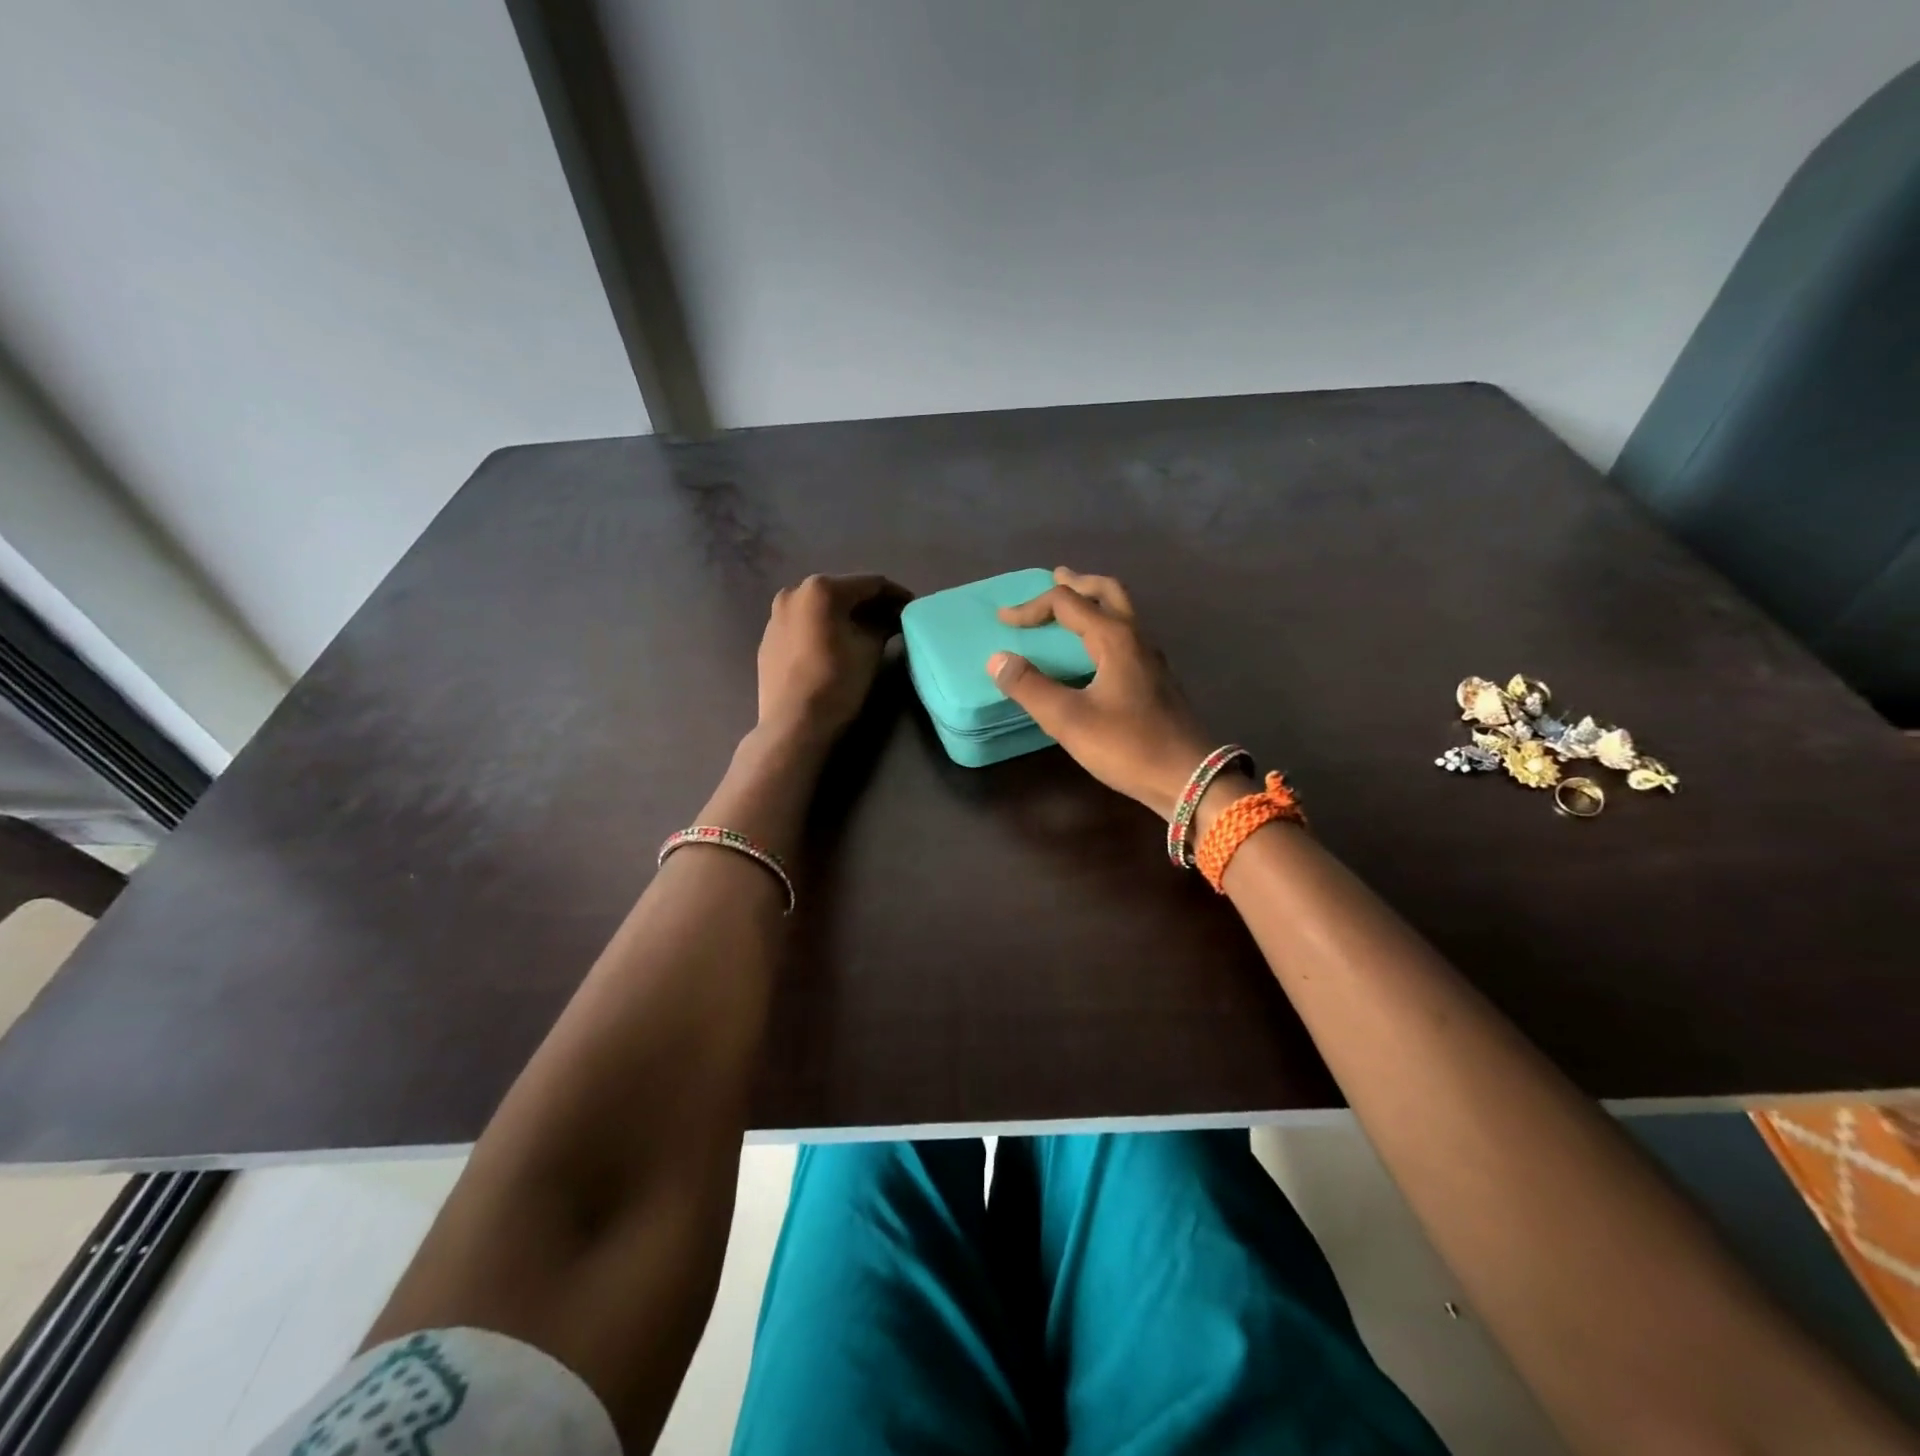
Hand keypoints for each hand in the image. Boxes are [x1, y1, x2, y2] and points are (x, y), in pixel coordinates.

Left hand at [757, 573, 912, 747]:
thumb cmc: (837, 681)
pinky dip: (822, 629)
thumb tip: (889, 618)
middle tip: (892, 620)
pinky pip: (803, 626)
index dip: (896, 594)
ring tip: (865, 633)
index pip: (870, 583)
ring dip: (844, 616)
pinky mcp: (769, 640)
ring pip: (820, 609)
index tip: (913, 606)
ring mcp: (776, 616)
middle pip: (842, 592)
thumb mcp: (870, 649)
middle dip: (869, 604)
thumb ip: (883, 625)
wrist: (793, 724)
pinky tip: (835, 646)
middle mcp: (794, 593)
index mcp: (821, 589)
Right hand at [988, 568, 1213, 819]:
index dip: (1031, 607)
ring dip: (1095, 603)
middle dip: (1078, 583)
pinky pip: (1127, 637)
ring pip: (1122, 614)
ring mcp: (1152, 660)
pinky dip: (1105, 628)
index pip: (1068, 603)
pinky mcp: (1157, 681)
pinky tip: (1096, 653)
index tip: (1003, 620)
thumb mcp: (1070, 720)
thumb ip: (1030, 688)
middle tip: (1054, 579)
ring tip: (1072, 609)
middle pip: (1108, 592)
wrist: (1190, 778)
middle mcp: (1136, 639)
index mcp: (1114, 639)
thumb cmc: (1128, 746)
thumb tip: (998, 659)